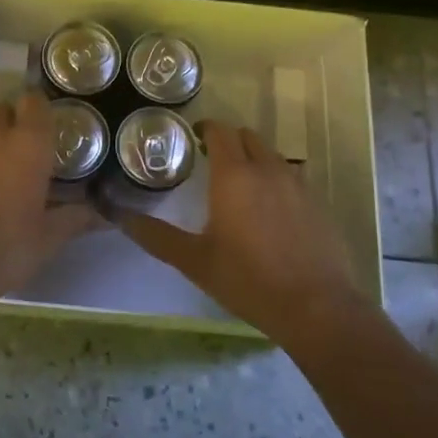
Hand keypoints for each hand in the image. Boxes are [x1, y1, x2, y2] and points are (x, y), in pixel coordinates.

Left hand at [0, 93, 99, 307]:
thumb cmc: (8, 247)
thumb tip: (102, 215)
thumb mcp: (49, 237)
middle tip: (23, 148)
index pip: (34, 103)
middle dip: (12, 121)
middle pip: (1, 110)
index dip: (39, 108)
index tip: (46, 123)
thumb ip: (75, 218)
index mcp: (28, 145)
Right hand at [109, 121, 367, 344]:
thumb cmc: (248, 280)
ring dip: (254, 159)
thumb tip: (119, 218)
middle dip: (228, 141)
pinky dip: (276, 181)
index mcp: (234, 175)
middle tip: (210, 161)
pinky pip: (292, 178)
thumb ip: (156, 236)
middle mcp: (268, 169)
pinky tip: (270, 212)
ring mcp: (298, 185)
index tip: (192, 140)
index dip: (205, 130)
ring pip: (272, 156)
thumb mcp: (194, 261)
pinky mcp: (318, 204)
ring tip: (240, 186)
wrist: (316, 308)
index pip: (220, 131)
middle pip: (248, 137)